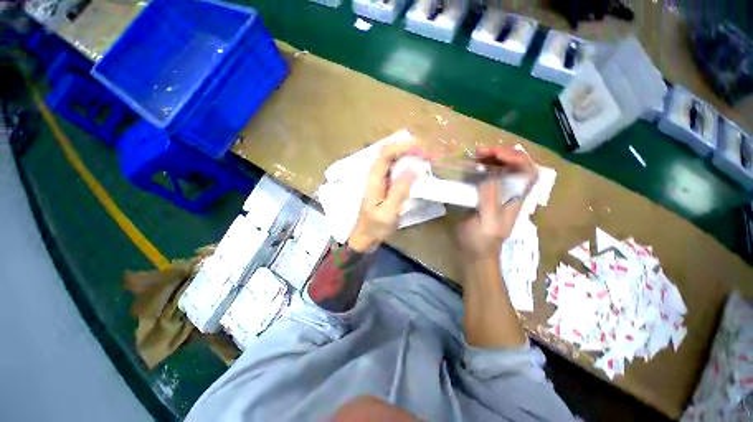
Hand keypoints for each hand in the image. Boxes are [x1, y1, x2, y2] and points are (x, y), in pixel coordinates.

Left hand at [348, 142, 420, 252]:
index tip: (422, 149)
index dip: (404, 147)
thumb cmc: (375, 227)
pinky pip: (395, 169)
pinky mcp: (384, 185)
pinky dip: (406, 164)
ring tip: (425, 157)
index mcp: (374, 179)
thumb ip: (399, 191)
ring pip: (393, 159)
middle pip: (390, 152)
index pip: (387, 153)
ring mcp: (379, 180)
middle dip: (408, 147)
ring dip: (408, 154)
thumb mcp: (388, 212)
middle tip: (427, 152)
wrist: (364, 238)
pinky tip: (416, 168)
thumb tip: (413, 169)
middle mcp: (375, 175)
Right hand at [457, 145, 537, 261]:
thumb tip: (488, 173)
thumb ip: (490, 197)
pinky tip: (470, 167)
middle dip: (501, 154)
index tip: (496, 154)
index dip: (516, 158)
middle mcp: (510, 193)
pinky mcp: (483, 197)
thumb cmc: (481, 241)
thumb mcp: (487, 221)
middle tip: (479, 151)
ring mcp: (496, 194)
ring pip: (501, 170)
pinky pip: (486, 177)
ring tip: (474, 156)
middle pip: (515, 166)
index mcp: (516, 199)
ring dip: (490, 159)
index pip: (528, 172)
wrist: (473, 254)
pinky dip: (480, 168)